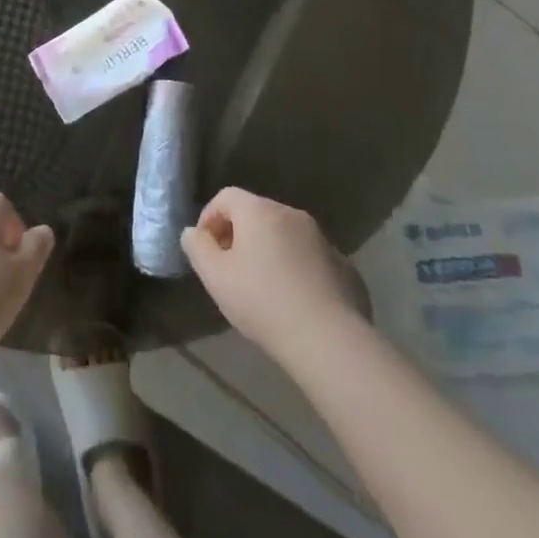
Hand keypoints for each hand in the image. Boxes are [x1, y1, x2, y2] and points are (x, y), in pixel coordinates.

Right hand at [181, 187, 365, 357]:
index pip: (226, 196)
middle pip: (256, 213)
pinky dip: (296, 269)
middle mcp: (292, 214)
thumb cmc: (263, 302)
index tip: (205, 249)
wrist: (329, 341)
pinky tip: (294, 302)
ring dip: (268, 251)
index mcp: (259, 210)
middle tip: (230, 269)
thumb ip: (197, 247)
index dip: (209, 217)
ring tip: (262, 287)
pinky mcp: (344, 266)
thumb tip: (193, 232)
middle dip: (239, 235)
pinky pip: (310, 258)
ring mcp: (323, 239)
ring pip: (284, 235)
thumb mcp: (214, 276)